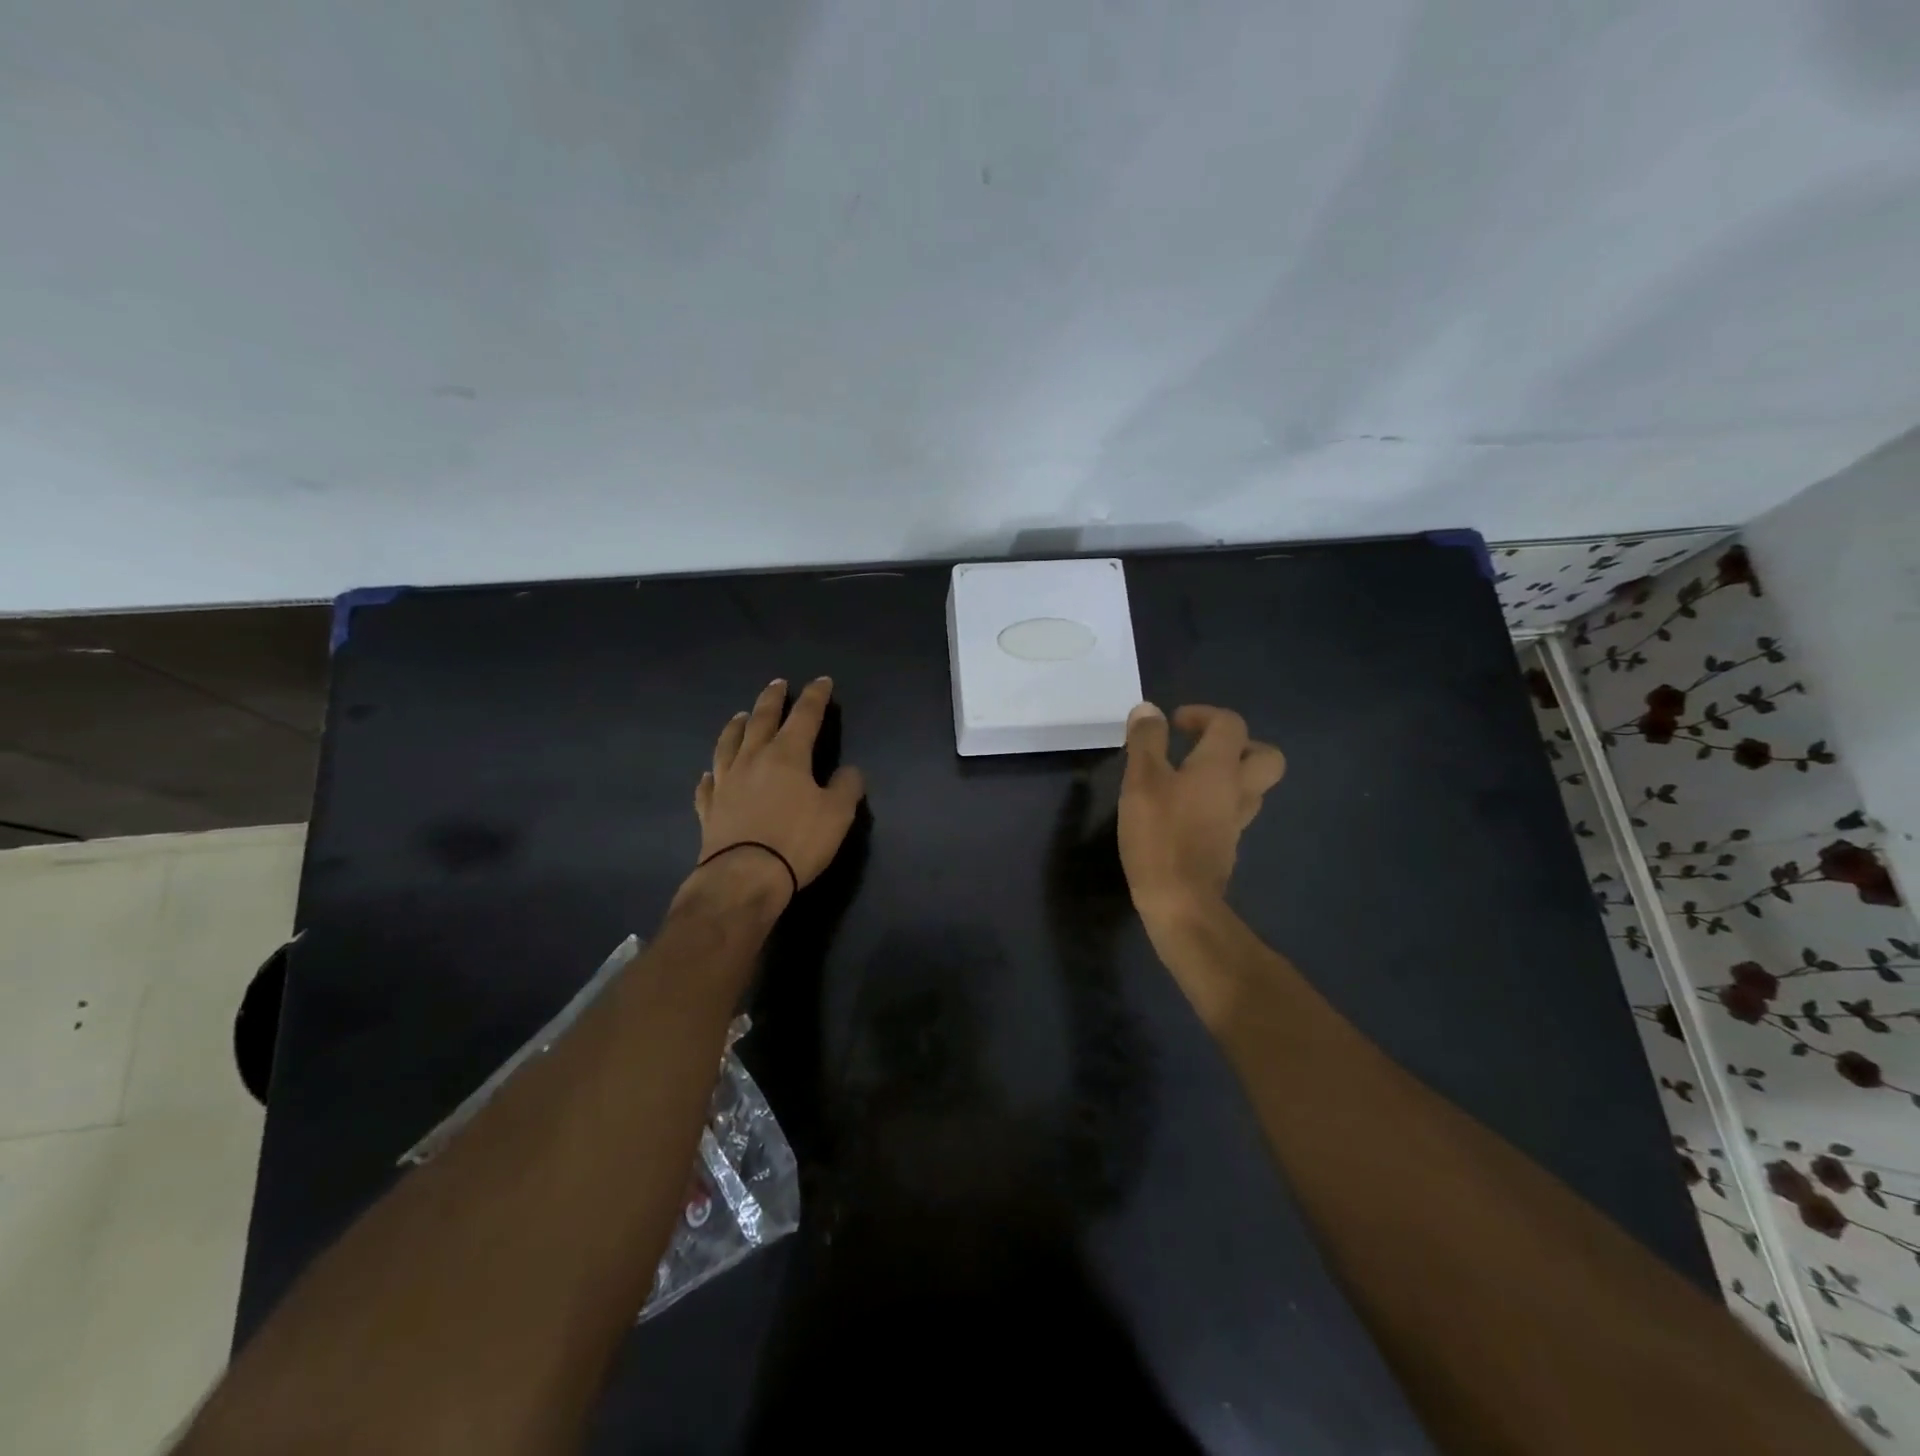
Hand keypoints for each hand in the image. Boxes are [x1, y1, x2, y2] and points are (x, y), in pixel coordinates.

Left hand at [687, 678, 865, 907]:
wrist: (744, 877)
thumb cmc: (797, 840)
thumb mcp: (838, 814)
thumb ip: (847, 787)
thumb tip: (850, 772)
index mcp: (788, 755)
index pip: (805, 716)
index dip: (815, 697)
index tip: (822, 682)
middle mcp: (753, 759)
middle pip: (762, 720)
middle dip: (772, 699)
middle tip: (777, 684)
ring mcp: (727, 782)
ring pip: (728, 744)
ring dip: (736, 727)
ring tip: (739, 715)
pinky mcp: (710, 809)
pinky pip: (707, 785)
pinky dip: (710, 775)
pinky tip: (709, 773)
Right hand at [1117, 703, 1285, 922]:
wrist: (1180, 901)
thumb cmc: (1159, 835)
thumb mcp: (1141, 780)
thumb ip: (1146, 741)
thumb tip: (1149, 709)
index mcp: (1220, 767)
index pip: (1230, 724)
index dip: (1204, 714)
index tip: (1175, 723)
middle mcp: (1238, 790)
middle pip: (1265, 756)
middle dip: (1240, 744)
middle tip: (1204, 748)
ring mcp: (1237, 822)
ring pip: (1251, 787)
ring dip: (1230, 775)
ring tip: (1192, 778)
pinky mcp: (1226, 847)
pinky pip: (1232, 813)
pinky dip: (1217, 804)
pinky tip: (1187, 812)